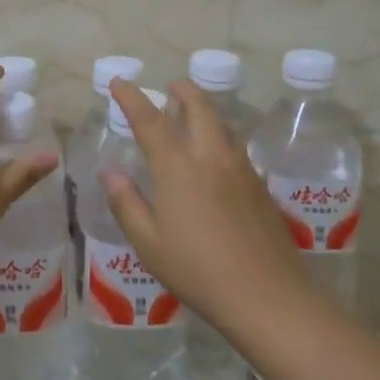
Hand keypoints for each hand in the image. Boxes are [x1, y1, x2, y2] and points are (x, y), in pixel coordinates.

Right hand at [101, 78, 306, 334]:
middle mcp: (211, 157)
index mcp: (178, 167)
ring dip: (206, 110)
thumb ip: (127, 203)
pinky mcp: (261, 187)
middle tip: (170, 87)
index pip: (150, 120)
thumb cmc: (198, 271)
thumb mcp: (148, 243)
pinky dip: (221, 135)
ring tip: (193, 115)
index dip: (131, 97)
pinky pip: (237, 146)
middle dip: (183, 91)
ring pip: (223, 124)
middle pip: (199, 107)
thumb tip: (111, 172)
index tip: (119, 82)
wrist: (268, 297)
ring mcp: (241, 169)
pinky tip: (217, 156)